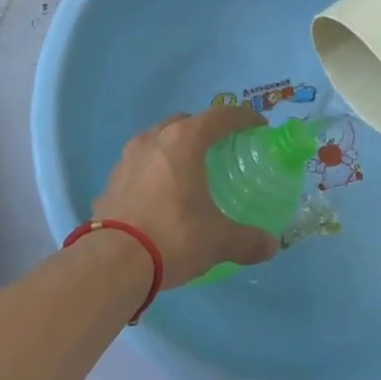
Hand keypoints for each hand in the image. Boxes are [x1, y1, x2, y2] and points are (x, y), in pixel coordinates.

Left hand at [92, 106, 279, 286]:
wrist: (112, 263)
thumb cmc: (173, 237)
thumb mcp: (218, 241)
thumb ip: (247, 240)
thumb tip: (270, 246)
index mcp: (183, 142)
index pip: (220, 116)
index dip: (243, 117)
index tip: (258, 127)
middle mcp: (153, 140)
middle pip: (184, 122)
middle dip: (204, 129)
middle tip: (221, 149)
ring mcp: (126, 160)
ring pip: (156, 141)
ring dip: (174, 149)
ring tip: (188, 172)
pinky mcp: (110, 183)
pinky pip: (138, 167)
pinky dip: (153, 173)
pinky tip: (160, 197)